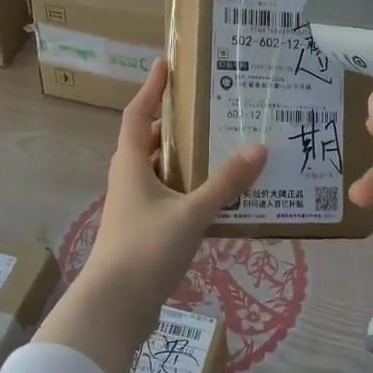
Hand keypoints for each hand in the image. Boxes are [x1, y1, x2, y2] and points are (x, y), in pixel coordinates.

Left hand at [36, 60, 266, 372]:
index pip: (136, 115)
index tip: (165, 64)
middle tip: (206, 110)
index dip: (150, 89)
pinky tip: (215, 198)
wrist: (114, 309)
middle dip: (172, 125)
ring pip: (158, 173)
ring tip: (218, 149)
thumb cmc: (145, 250)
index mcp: (130, 166)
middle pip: (147, 142)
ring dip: (182, 159)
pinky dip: (187, 190)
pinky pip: (166, 199)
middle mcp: (128, 181)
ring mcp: (133, 209)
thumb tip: (258, 148)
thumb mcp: (191, 213)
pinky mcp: (142, 233)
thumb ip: (225, 183)